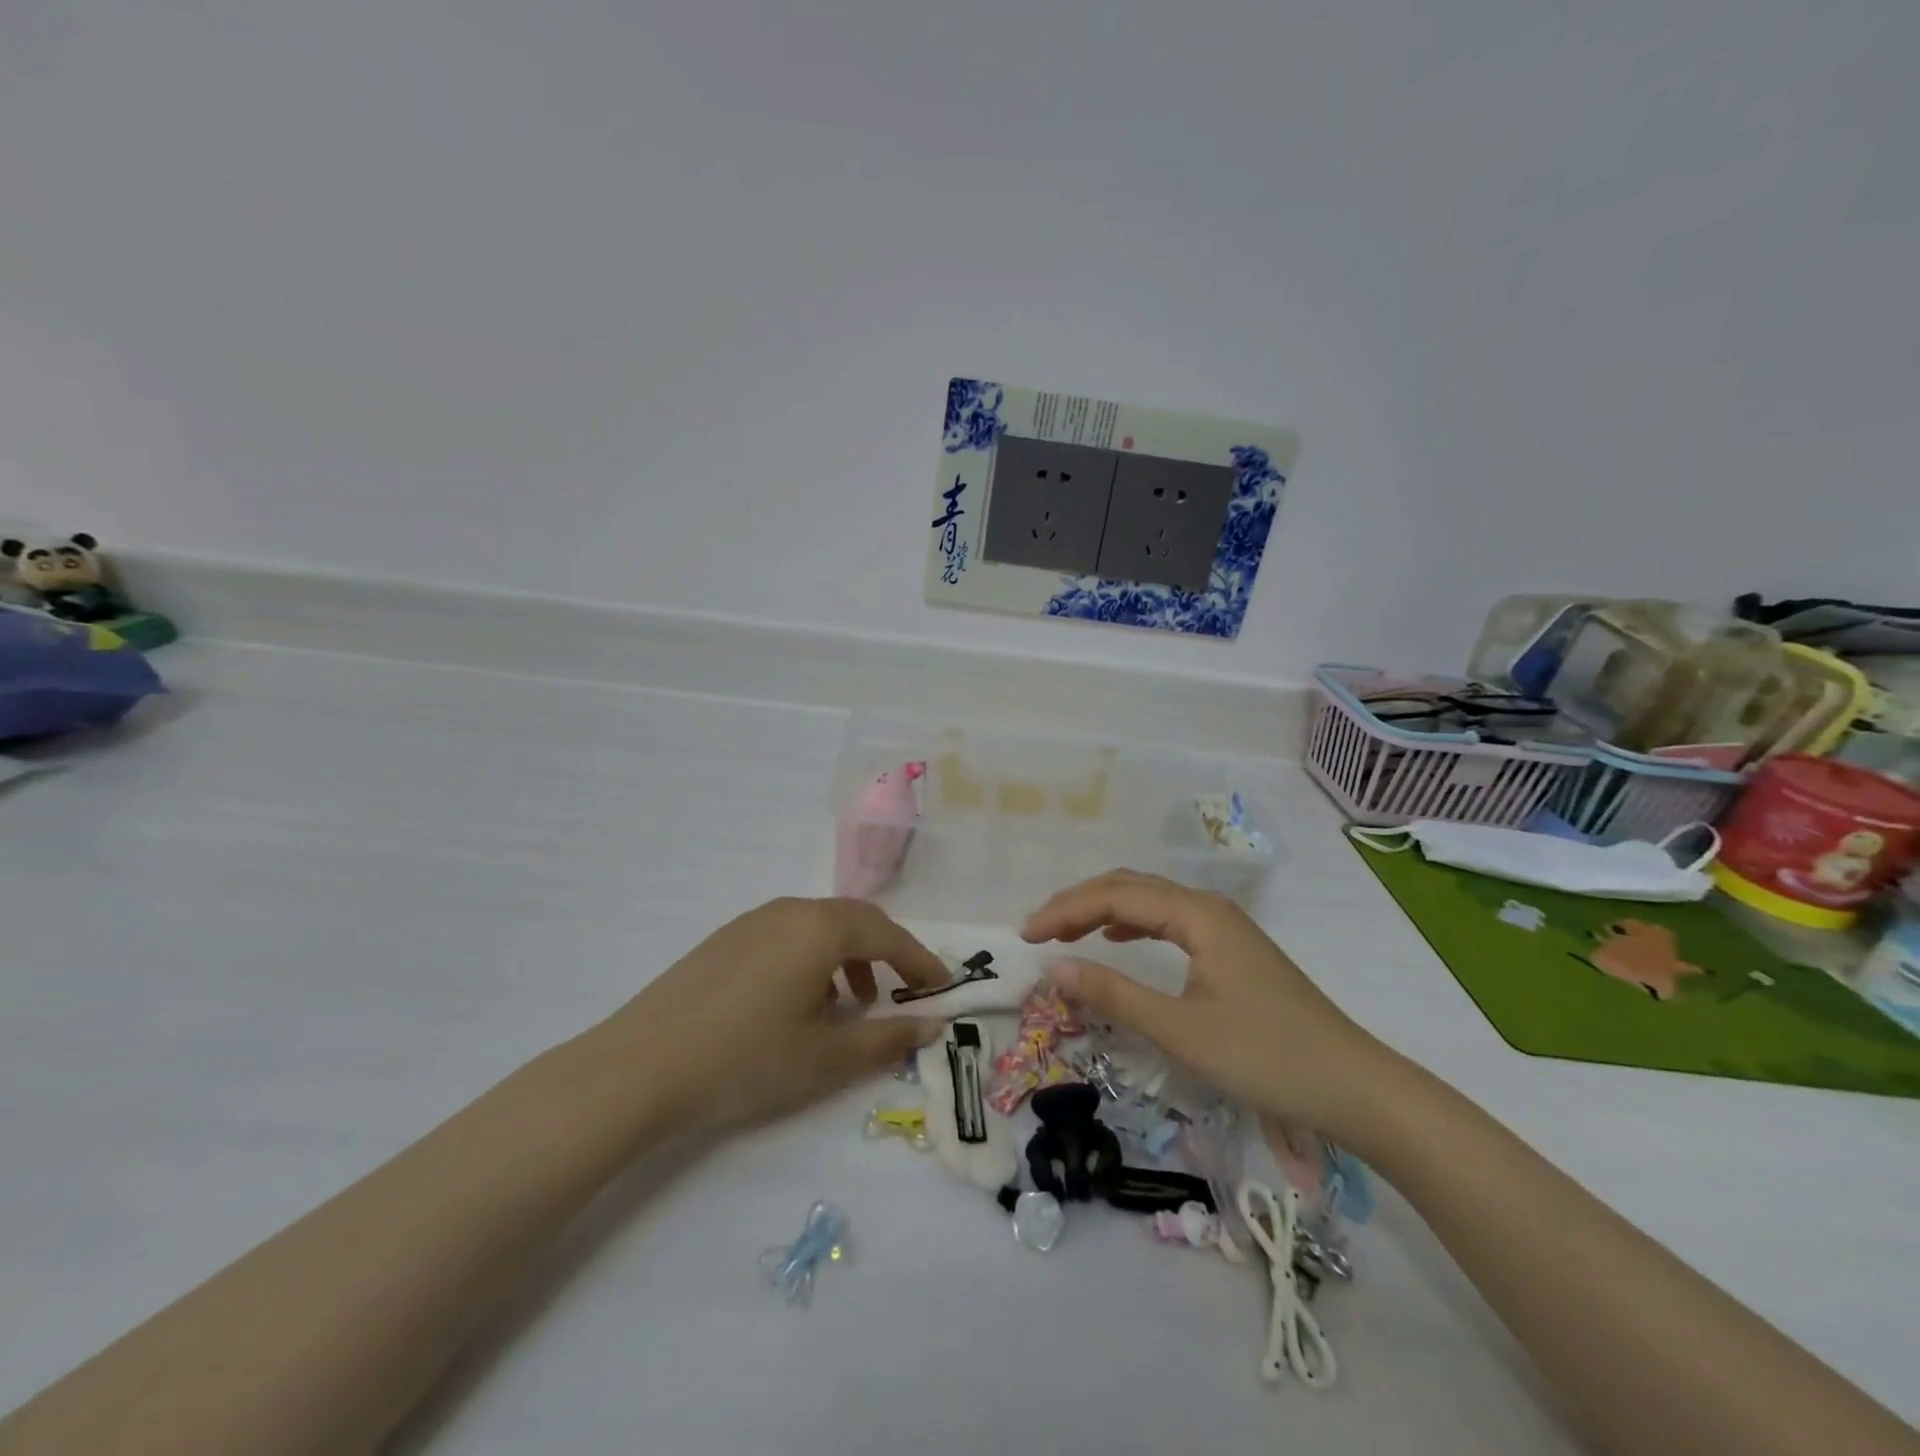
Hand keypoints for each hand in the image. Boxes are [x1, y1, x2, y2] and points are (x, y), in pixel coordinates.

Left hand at [600, 898, 947, 1136]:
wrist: (639, 1066)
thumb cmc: (745, 1060)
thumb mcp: (825, 1059)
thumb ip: (886, 1039)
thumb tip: (934, 1024)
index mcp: (821, 928)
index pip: (889, 935)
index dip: (920, 961)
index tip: (943, 987)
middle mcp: (791, 910)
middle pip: (856, 919)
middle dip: (887, 952)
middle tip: (904, 989)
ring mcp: (754, 920)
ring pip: (820, 925)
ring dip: (849, 955)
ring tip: (850, 1003)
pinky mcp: (727, 938)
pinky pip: (789, 934)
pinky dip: (813, 957)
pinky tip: (801, 1000)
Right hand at [1021, 870, 1393, 1137]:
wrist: (1355, 1087)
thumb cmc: (1267, 1057)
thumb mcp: (1181, 1030)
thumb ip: (1114, 994)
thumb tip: (1054, 967)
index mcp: (1196, 914)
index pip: (1114, 895)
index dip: (1065, 910)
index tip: (1025, 935)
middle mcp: (1208, 908)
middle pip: (1130, 886)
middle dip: (1079, 902)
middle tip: (1037, 931)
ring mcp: (1224, 927)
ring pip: (1149, 901)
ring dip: (1103, 909)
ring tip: (1065, 931)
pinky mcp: (1231, 950)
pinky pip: (1169, 920)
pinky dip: (1132, 923)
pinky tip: (1118, 937)